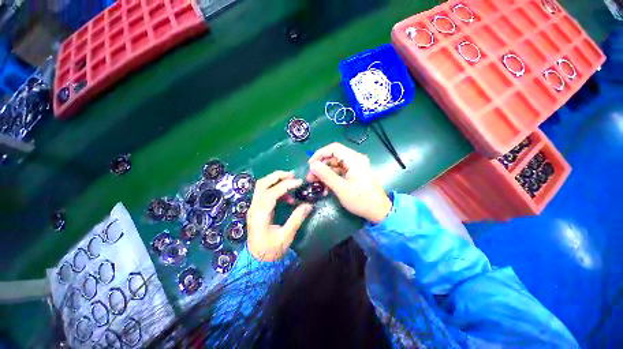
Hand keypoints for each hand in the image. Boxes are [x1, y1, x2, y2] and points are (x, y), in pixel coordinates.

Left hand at [247, 171, 313, 261]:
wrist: (256, 261)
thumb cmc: (271, 251)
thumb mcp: (286, 237)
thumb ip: (297, 219)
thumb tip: (309, 205)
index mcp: (260, 215)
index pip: (271, 193)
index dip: (285, 185)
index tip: (299, 182)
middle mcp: (254, 208)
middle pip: (262, 184)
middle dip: (277, 176)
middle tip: (292, 175)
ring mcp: (254, 208)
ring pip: (261, 186)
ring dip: (275, 180)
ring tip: (291, 182)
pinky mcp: (257, 209)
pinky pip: (264, 193)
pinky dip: (275, 189)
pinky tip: (286, 196)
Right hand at [307, 143, 390, 223]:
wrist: (378, 211)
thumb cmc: (361, 200)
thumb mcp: (341, 188)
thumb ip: (326, 175)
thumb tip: (313, 165)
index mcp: (354, 159)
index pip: (333, 148)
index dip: (320, 154)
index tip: (310, 165)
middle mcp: (355, 159)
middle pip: (333, 156)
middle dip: (321, 166)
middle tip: (311, 177)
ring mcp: (354, 167)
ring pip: (335, 165)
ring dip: (324, 173)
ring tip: (315, 183)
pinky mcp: (354, 173)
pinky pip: (339, 172)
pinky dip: (331, 178)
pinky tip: (325, 187)